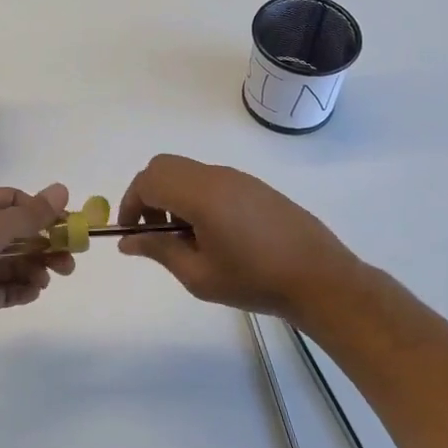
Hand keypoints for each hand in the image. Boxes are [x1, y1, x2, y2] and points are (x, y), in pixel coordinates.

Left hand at [0, 185, 73, 355]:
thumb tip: (62, 189)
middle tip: (70, 258)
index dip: (39, 210)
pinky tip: (34, 292)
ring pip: (15, 261)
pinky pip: (6, 287)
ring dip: (36, 267)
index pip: (11, 200)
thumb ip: (30, 214)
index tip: (65, 223)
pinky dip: (22, 288)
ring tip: (49, 279)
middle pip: (18, 232)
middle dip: (45, 243)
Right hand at [116, 155, 366, 321]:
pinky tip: (212, 232)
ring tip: (184, 236)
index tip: (131, 233)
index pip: (147, 181)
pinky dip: (193, 195)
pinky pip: (209, 178)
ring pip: (186, 171)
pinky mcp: (253, 186)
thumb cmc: (254, 280)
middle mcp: (215, 176)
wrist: (320, 278)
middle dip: (147, 194)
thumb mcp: (199, 275)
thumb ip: (159, 251)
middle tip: (153, 231)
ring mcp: (237, 177)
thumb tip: (127, 241)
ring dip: (171, 194)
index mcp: (200, 194)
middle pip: (163, 166)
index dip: (130, 204)